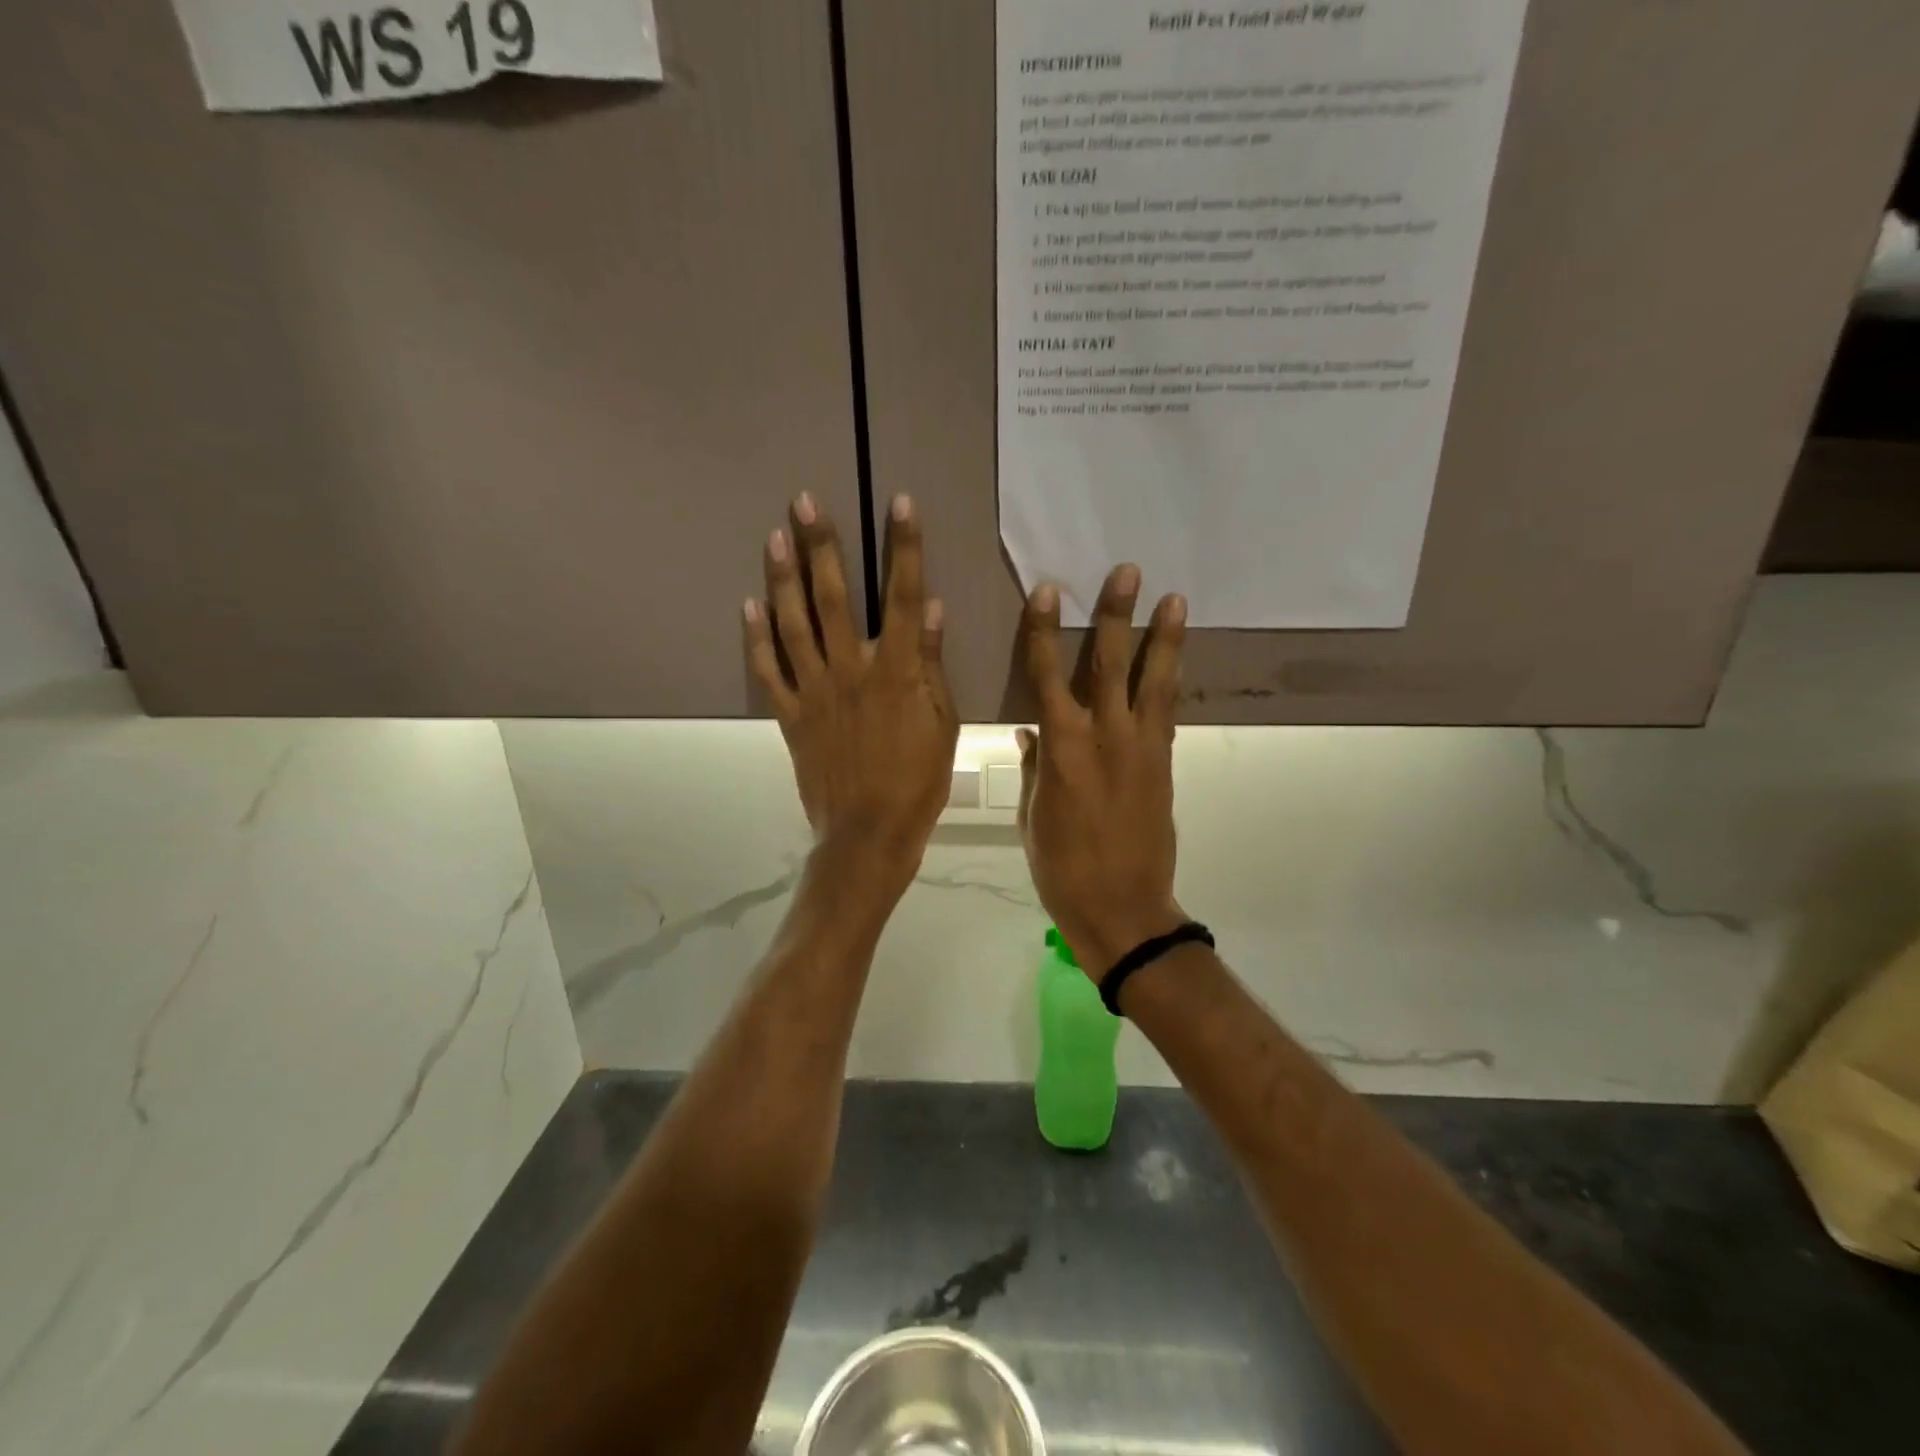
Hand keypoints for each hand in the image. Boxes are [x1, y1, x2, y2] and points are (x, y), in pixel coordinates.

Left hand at [744, 493, 957, 898]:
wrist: (869, 834)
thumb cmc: (918, 782)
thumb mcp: (942, 726)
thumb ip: (930, 666)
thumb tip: (930, 609)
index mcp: (894, 672)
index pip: (902, 597)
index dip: (904, 548)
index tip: (900, 504)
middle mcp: (849, 670)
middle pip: (832, 598)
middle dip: (821, 546)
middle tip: (803, 502)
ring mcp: (814, 692)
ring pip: (793, 625)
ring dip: (783, 578)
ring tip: (774, 537)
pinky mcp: (791, 716)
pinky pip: (768, 671)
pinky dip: (756, 639)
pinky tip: (748, 605)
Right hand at [1017, 565, 1188, 977]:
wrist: (1122, 908)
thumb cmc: (1062, 868)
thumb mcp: (1031, 817)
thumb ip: (1033, 768)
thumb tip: (1030, 732)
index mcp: (1060, 750)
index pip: (1048, 676)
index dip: (1045, 631)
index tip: (1048, 591)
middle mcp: (1103, 737)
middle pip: (1109, 664)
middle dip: (1117, 615)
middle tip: (1127, 572)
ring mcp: (1140, 748)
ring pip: (1151, 681)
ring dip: (1162, 638)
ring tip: (1173, 598)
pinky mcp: (1164, 763)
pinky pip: (1166, 711)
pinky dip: (1170, 680)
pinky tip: (1175, 658)